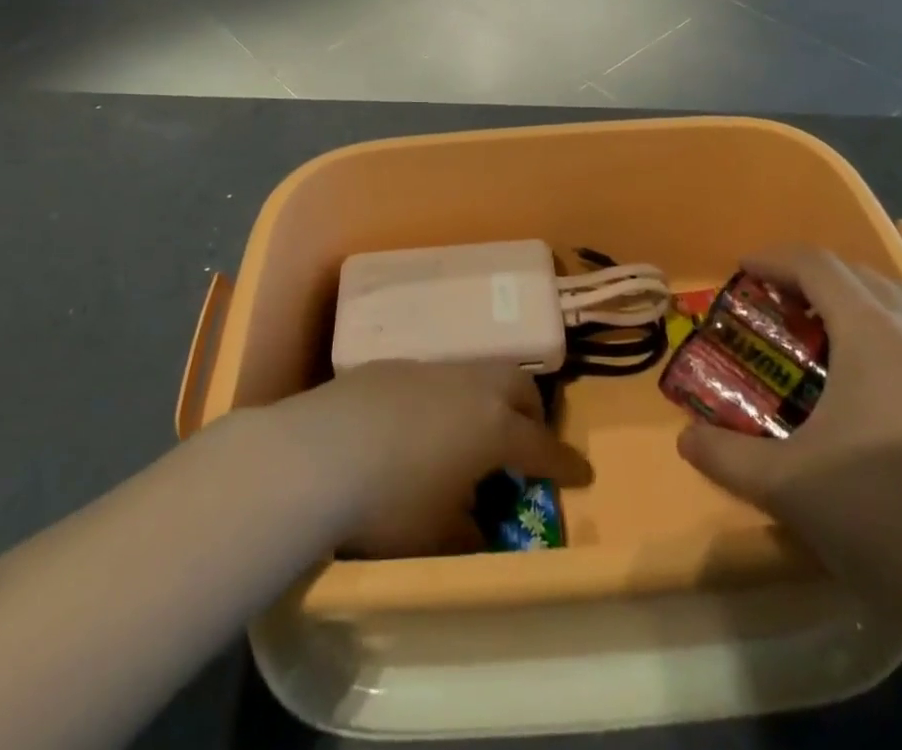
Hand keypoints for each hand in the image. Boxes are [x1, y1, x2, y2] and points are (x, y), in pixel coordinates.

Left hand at [274, 361, 591, 557]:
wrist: (318, 452)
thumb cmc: (390, 501)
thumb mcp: (438, 535)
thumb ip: (470, 531)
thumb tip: (479, 527)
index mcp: (493, 427)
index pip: (542, 446)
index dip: (565, 463)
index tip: (583, 474)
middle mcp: (470, 387)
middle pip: (519, 387)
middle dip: (533, 413)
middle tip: (528, 442)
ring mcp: (432, 369)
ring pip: (479, 374)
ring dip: (490, 398)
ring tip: (475, 431)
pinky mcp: (395, 366)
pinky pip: (438, 377)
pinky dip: (448, 398)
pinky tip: (421, 425)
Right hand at [678, 246, 901, 633]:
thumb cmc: (882, 519)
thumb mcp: (786, 487)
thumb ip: (725, 456)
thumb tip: (684, 438)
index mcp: (873, 335)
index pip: (818, 265)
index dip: (776, 258)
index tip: (745, 269)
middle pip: (863, 275)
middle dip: (816, 277)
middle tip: (783, 305)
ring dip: (863, 303)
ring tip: (834, 338)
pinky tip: (893, 392)